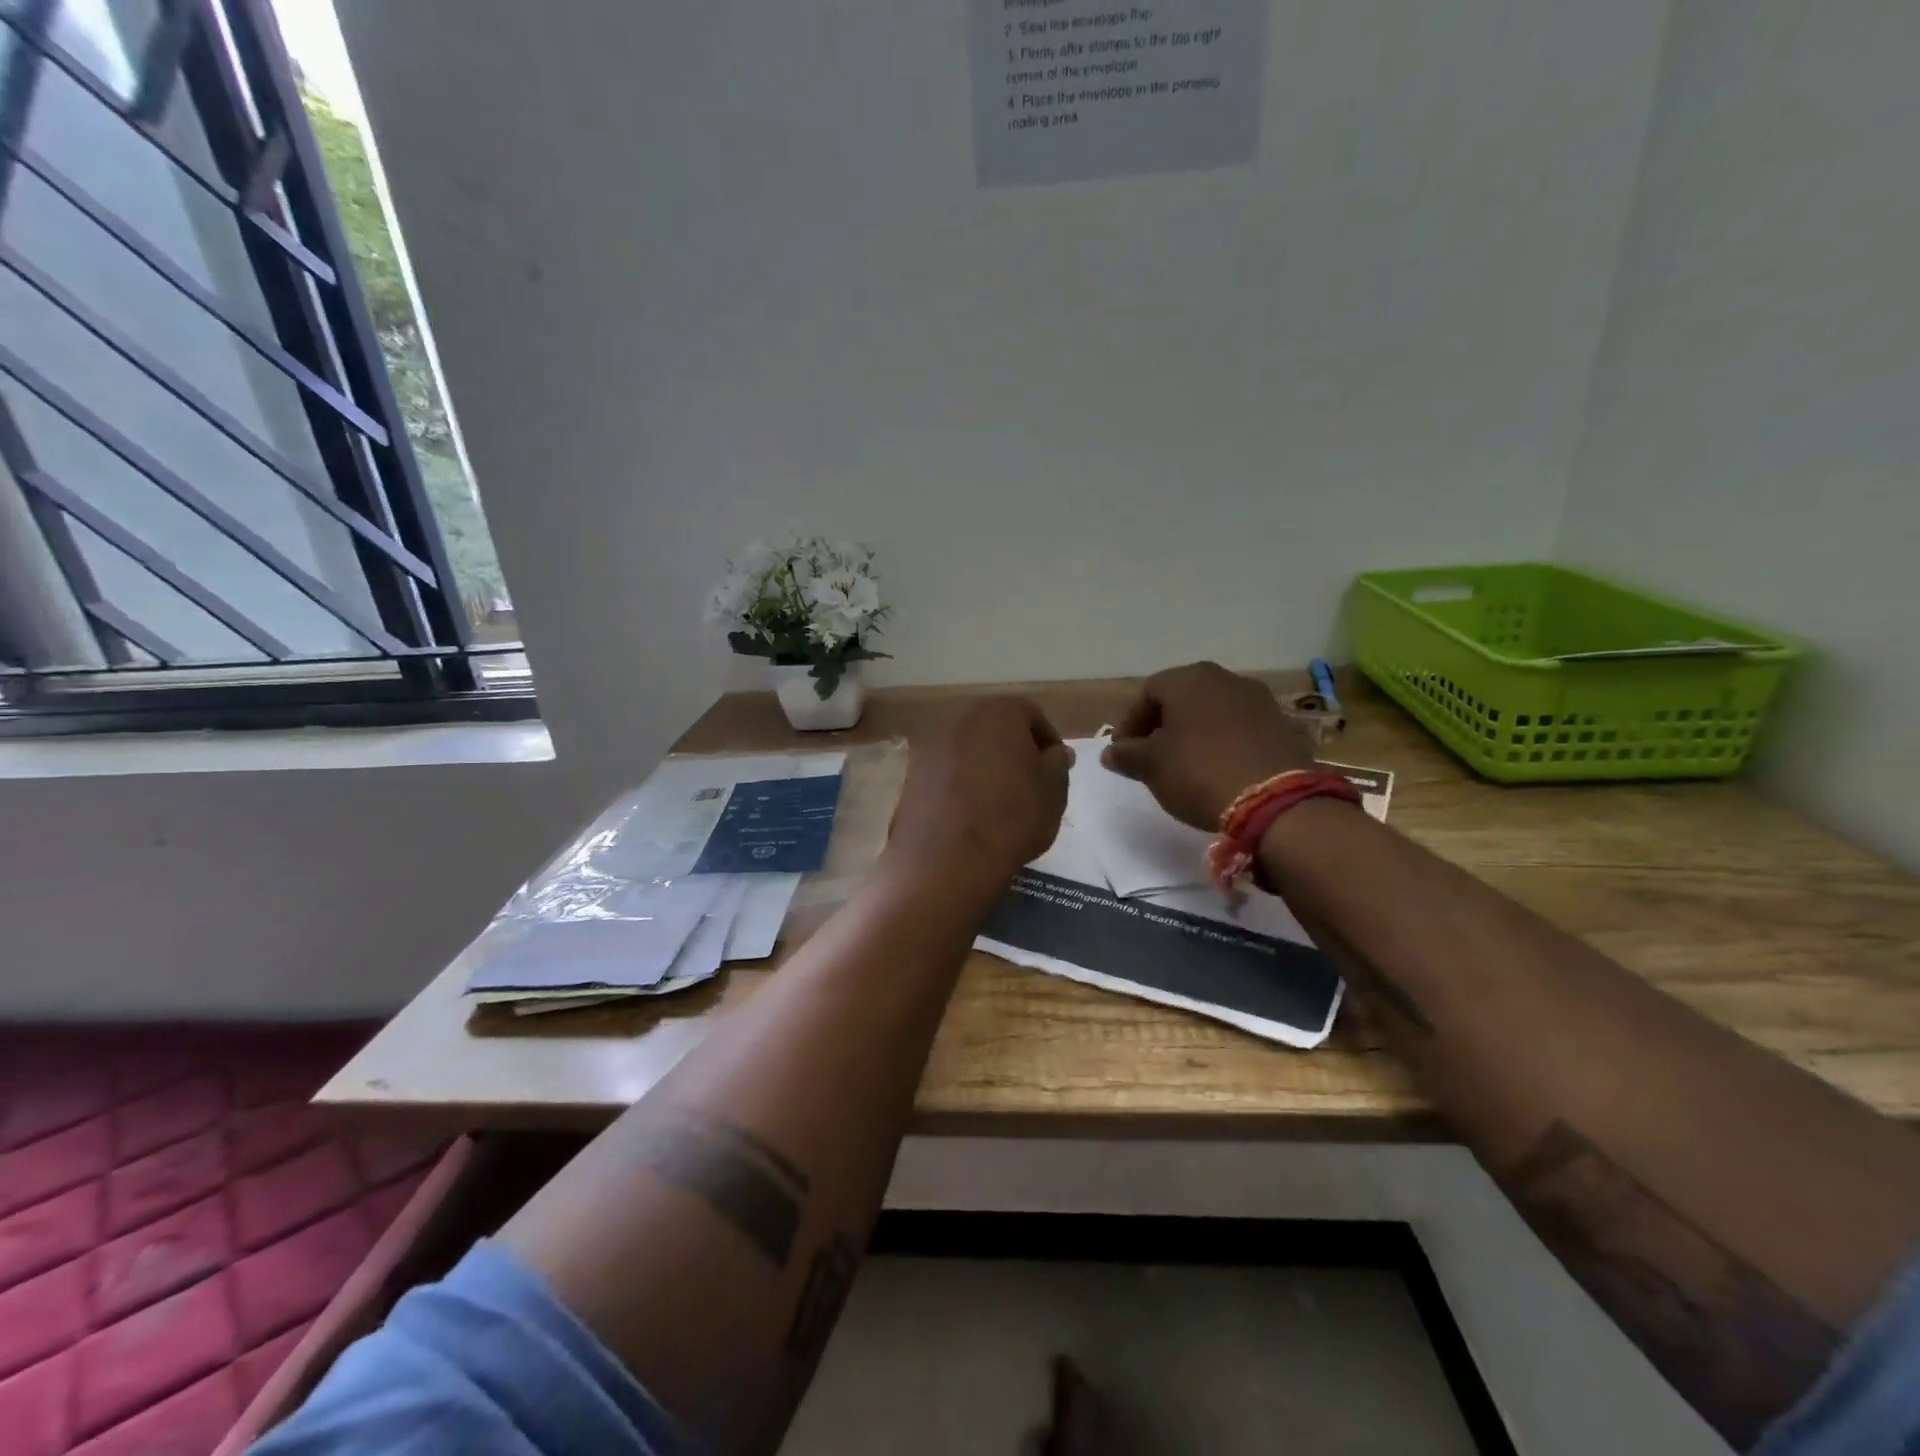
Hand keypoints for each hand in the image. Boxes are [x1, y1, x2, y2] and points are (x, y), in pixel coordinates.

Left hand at [890, 696, 1072, 889]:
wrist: (948, 859)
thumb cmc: (1012, 817)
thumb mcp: (1053, 791)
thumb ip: (1058, 763)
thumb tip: (1055, 753)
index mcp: (998, 713)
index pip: (1031, 714)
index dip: (1048, 741)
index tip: (1055, 770)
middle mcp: (960, 720)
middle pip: (995, 729)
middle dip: (1013, 752)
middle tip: (1029, 785)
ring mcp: (930, 748)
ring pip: (968, 752)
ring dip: (984, 769)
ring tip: (999, 805)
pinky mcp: (912, 777)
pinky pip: (946, 775)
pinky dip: (959, 787)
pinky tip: (969, 816)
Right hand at [1101, 662, 1314, 829]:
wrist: (1274, 800)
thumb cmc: (1199, 772)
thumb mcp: (1151, 767)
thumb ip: (1127, 755)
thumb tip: (1111, 752)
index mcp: (1189, 679)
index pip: (1147, 693)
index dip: (1130, 723)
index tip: (1124, 753)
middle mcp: (1225, 679)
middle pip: (1183, 698)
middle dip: (1163, 725)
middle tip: (1153, 756)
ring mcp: (1259, 700)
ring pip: (1214, 712)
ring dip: (1195, 733)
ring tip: (1186, 765)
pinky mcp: (1283, 725)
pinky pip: (1241, 729)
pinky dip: (1225, 743)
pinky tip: (1220, 769)